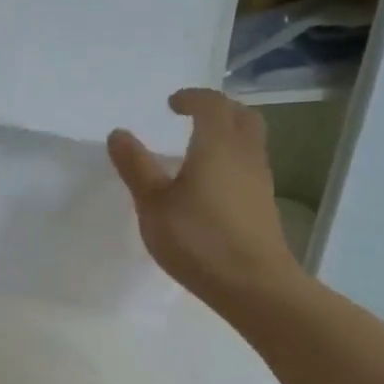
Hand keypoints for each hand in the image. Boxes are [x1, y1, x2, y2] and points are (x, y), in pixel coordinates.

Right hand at [107, 88, 301, 307]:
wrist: (254, 285)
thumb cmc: (198, 239)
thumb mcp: (154, 204)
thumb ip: (136, 167)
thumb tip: (119, 134)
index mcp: (218, 145)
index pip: (211, 104)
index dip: (192, 98)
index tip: (172, 104)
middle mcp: (245, 155)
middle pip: (242, 116)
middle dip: (219, 109)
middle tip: (193, 117)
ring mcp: (260, 181)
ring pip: (250, 142)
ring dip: (229, 135)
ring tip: (200, 150)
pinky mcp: (264, 205)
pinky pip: (250, 166)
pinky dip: (232, 160)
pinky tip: (212, 185)